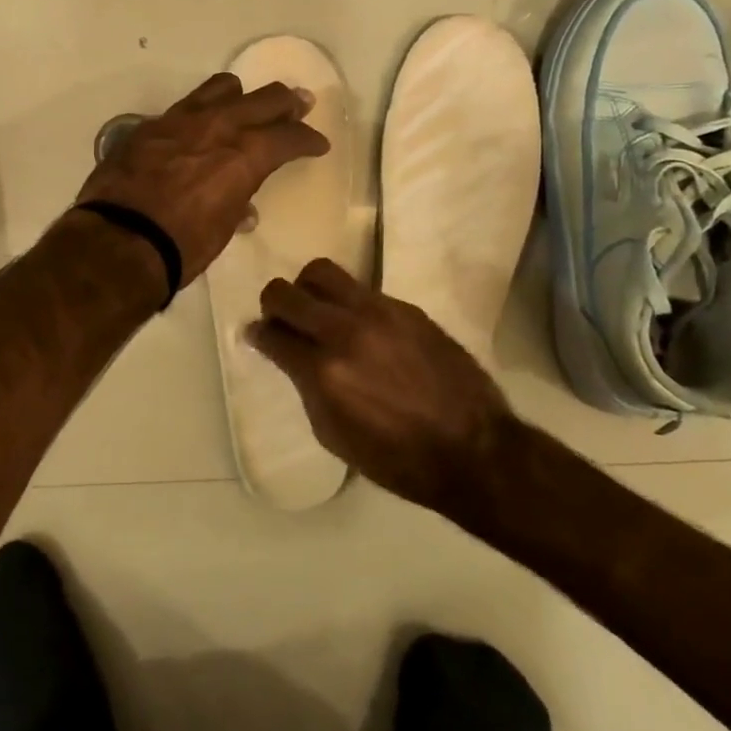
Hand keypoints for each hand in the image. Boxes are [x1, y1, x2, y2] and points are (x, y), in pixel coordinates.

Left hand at [76, 73, 328, 282]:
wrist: (118, 241)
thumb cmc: (181, 246)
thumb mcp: (221, 229)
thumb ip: (236, 204)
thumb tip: (242, 207)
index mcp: (244, 155)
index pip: (288, 137)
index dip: (308, 140)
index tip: (317, 143)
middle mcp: (216, 127)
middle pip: (263, 99)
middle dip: (287, 103)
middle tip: (299, 104)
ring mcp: (179, 121)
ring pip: (220, 89)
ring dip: (240, 96)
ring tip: (245, 104)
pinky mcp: (148, 127)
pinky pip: (183, 108)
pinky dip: (199, 115)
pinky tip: (196, 130)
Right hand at [248, 259, 525, 518]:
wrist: (473, 449)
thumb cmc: (397, 458)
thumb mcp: (334, 435)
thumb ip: (305, 387)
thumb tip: (287, 355)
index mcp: (323, 372)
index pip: (271, 334)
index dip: (258, 335)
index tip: (258, 337)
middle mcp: (344, 332)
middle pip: (285, 293)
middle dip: (273, 305)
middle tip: (281, 319)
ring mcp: (377, 313)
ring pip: (321, 272)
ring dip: (308, 289)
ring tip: (317, 310)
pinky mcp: (406, 308)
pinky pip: (361, 289)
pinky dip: (348, 302)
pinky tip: (361, 327)